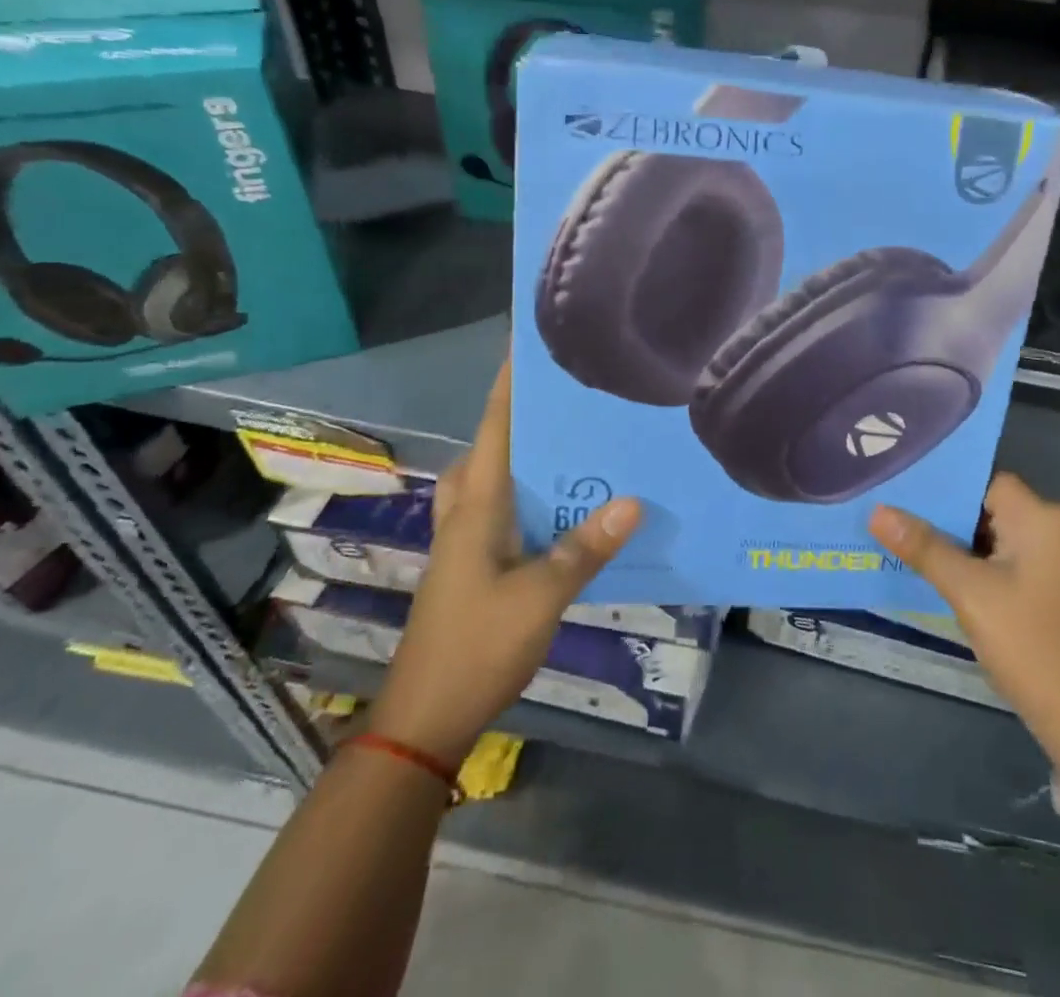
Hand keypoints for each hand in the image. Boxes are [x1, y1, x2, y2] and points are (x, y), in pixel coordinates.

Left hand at [368, 361, 641, 767]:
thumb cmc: (477, 646)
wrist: (425, 717)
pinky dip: (534, 492)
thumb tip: (634, 501)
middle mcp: (469, 510)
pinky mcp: (478, 562)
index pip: (494, 426)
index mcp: (478, 504)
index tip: (530, 343)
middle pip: (495, 444)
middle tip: (577, 391)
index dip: (510, 383)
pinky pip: (508, 508)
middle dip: (529, 412)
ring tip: (581, 436)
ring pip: (500, 476)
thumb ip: (585, 548)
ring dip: (531, 452)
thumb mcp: (541, 596)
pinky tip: (571, 502)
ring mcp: (469, 538)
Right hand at [870, 473, 1059, 777]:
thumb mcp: (967, 591)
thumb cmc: (1026, 642)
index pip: (986, 483)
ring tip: (923, 552)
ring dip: (969, 544)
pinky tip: (958, 578)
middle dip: (953, 520)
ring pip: (1005, 534)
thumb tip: (878, 511)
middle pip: (995, 507)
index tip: (908, 502)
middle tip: (905, 528)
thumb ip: (923, 546)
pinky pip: (1019, 556)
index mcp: (1044, 517)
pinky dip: (990, 563)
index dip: (948, 492)